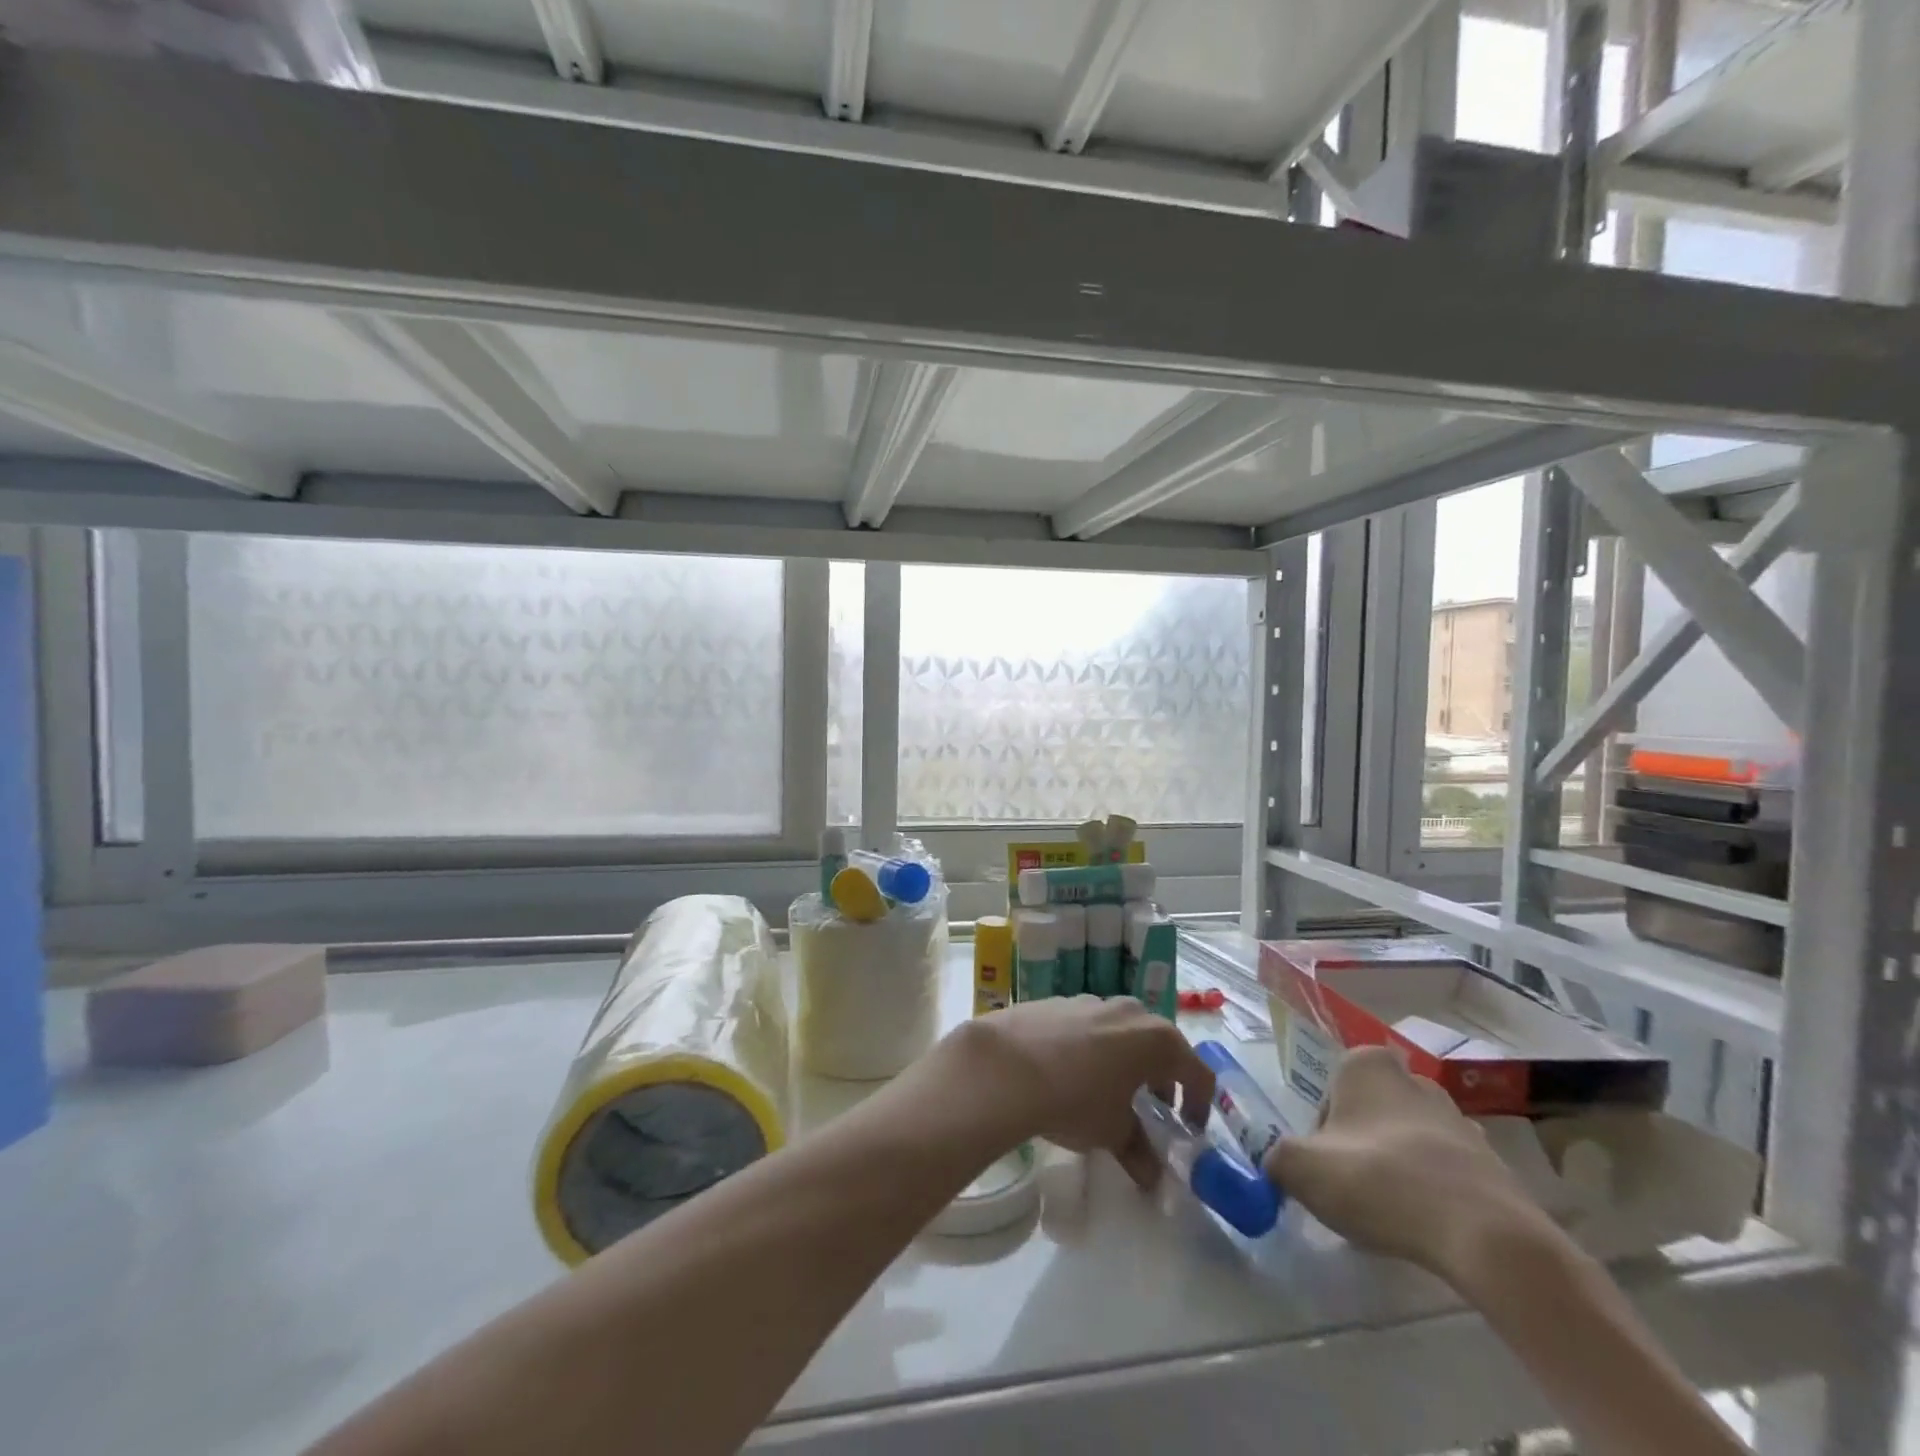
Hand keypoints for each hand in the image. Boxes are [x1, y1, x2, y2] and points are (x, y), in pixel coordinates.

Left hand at [953, 996, 1214, 1188]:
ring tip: (1109, 1091)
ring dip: (1124, 1059)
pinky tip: (1070, 1072)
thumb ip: (1140, 1152)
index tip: (1189, 1127)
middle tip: (1151, 1108)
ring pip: (1121, 1031)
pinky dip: (1091, 1047)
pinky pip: (1087, 1025)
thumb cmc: (1076, 1099)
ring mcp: (1091, 1001)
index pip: (1197, 1070)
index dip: (1199, 1102)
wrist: (1006, 1065)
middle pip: (1159, 1044)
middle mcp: (1129, 1011)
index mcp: (1156, 1039)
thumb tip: (1154, 1178)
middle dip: (1160, 1076)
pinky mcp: (1057, 1001)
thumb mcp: (1113, 1133)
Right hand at [1265, 1046, 1543, 1273]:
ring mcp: (1458, 1119)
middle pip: (1369, 1114)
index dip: (1321, 1133)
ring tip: (1393, 1215)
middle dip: (1359, 1147)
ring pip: (1408, 1141)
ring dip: (1397, 1169)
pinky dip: (1434, 1192)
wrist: (1485, 1235)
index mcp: (1366, 1065)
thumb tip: (1275, 1164)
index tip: (1327, 1168)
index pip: (1329, 1093)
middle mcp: (1413, 1079)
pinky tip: (1428, 1227)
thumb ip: (1275, 1157)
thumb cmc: (1379, 1180)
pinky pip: (1446, 1171)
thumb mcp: (1301, 1168)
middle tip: (1355, 1191)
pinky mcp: (1492, 1162)